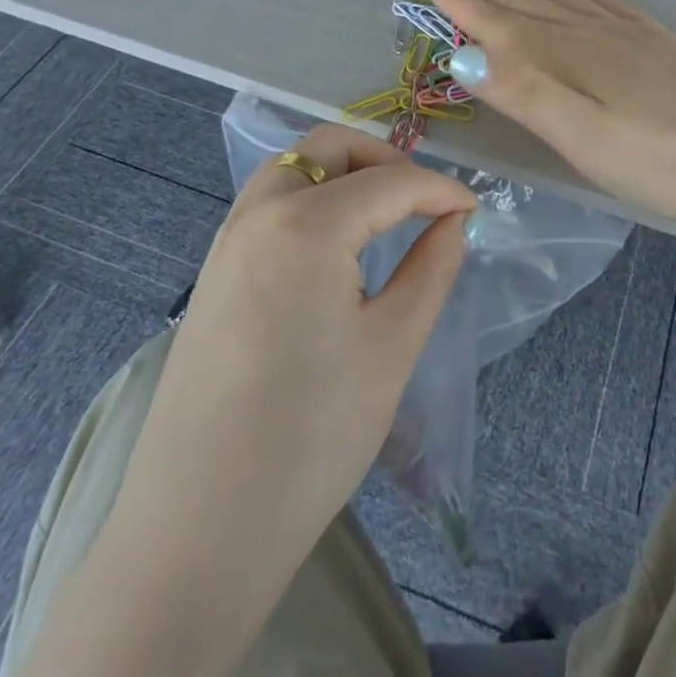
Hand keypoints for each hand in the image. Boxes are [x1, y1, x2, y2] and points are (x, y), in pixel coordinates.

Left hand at [117, 124, 474, 569]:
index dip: (441, 190)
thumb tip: (455, 222)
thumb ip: (432, 267)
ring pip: (292, 168)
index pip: (391, 181)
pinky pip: (268, 203)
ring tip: (384, 216)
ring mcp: (226, 240)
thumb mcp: (392, 346)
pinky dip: (310, 198)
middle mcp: (258, 213)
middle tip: (424, 201)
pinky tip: (335, 247)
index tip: (476, 210)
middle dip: (385, 160)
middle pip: (329, 147)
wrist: (200, 529)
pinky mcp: (212, 273)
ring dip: (343, 173)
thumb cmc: (313, 436)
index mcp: (306, 224)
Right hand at [423, 0, 675, 220]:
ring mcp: (623, 31)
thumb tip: (461, 54)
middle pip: (523, 2)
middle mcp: (588, 32)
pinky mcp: (650, 37)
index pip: (499, 24)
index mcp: (566, 57)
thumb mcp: (584, 139)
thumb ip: (525, 94)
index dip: (461, 2)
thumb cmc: (661, 158)